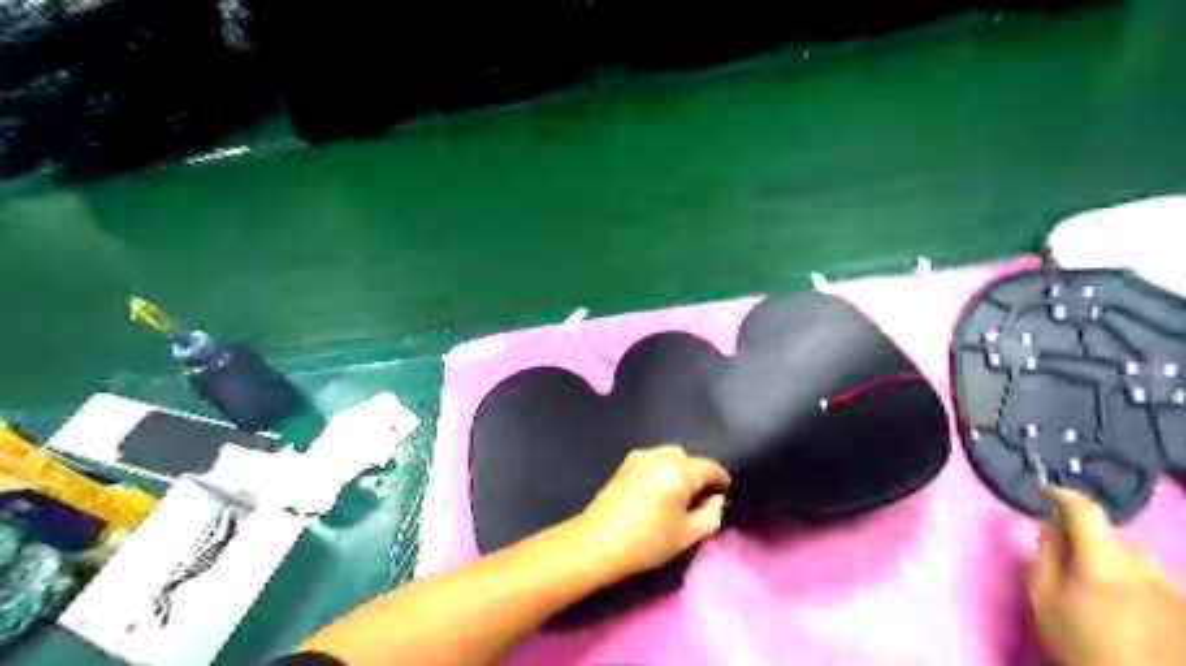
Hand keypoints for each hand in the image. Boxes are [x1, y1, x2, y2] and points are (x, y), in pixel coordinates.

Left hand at [570, 447, 728, 581]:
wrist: (596, 543)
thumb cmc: (646, 542)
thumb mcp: (687, 535)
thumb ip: (711, 515)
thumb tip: (716, 499)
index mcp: (678, 470)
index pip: (709, 467)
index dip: (721, 478)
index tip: (725, 491)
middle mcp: (659, 455)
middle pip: (687, 457)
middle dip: (697, 473)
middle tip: (699, 497)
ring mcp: (639, 457)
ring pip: (669, 456)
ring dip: (678, 469)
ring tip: (677, 495)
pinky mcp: (624, 464)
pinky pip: (653, 460)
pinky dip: (662, 470)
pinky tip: (658, 492)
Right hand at [1030, 484, 1185, 665]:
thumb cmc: (1081, 645)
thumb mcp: (1044, 600)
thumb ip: (1045, 555)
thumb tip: (1048, 526)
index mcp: (1105, 562)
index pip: (1085, 510)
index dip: (1062, 494)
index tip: (1043, 491)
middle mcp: (1147, 568)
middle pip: (1114, 533)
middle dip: (1088, 533)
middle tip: (1065, 548)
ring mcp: (1175, 590)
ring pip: (1138, 555)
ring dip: (1114, 555)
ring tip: (1096, 580)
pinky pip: (1156, 578)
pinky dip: (1135, 577)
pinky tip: (1124, 603)